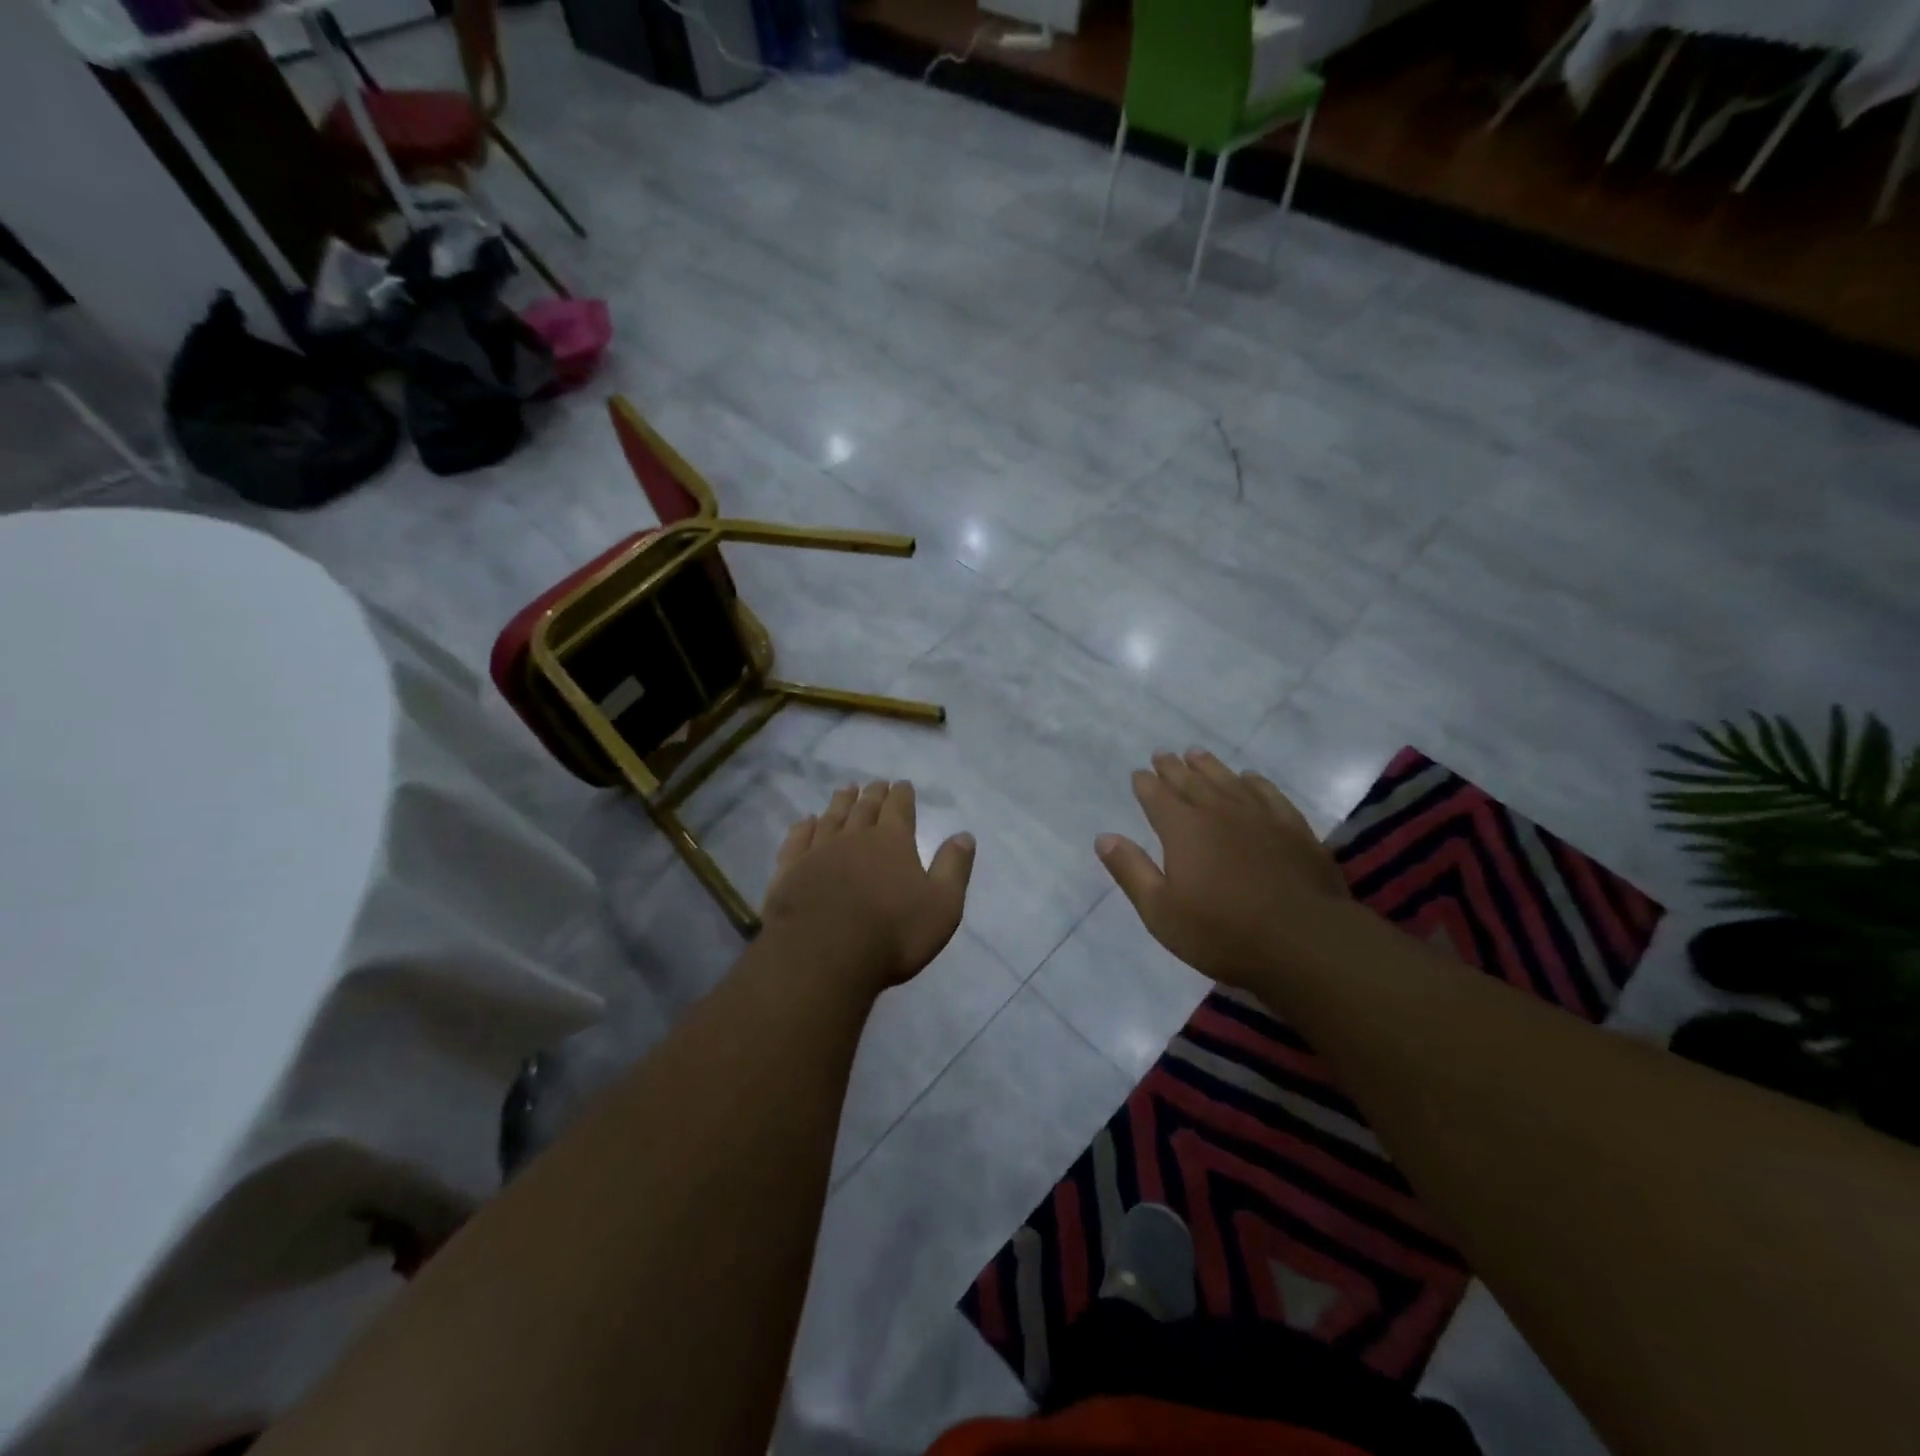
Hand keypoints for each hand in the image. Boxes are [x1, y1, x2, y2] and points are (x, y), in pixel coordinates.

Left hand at [763, 780, 975, 992]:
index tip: (902, 784)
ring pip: (831, 818)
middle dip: (873, 794)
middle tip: (875, 783)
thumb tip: (964, 835)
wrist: (823, 955)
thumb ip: (953, 868)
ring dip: (840, 802)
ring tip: (845, 790)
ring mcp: (818, 851)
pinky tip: (806, 821)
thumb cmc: (892, 934)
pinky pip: (798, 839)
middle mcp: (855, 837)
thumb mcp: (942, 906)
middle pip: (864, 807)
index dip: (902, 795)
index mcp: (893, 842)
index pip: (899, 808)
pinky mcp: (790, 870)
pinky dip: (804, 827)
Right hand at [1096, 749, 1348, 990]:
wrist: (1304, 941)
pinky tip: (1250, 778)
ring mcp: (1260, 817)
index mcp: (1183, 829)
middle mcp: (1219, 812)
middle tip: (1162, 755)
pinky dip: (1255, 782)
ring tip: (1197, 754)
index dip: (1146, 784)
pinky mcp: (1294, 829)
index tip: (1139, 773)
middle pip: (1191, 782)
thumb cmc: (1222, 932)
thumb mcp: (1161, 911)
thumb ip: (1132, 870)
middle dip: (1173, 768)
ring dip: (1209, 766)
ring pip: (1228, 780)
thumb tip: (1104, 837)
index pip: (1157, 797)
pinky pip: (1269, 793)